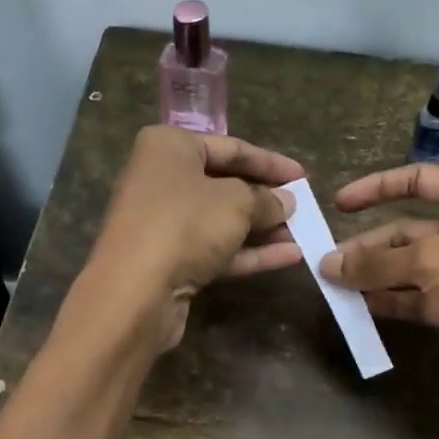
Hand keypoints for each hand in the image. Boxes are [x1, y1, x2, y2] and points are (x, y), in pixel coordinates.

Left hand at [81, 126, 304, 351]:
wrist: (135, 292)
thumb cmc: (185, 225)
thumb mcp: (236, 203)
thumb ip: (265, 199)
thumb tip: (285, 201)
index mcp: (168, 147)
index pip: (229, 147)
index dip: (269, 162)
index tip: (303, 175)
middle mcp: (161, 179)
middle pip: (224, 184)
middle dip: (265, 198)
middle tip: (302, 207)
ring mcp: (163, 223)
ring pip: (221, 221)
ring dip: (262, 228)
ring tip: (303, 233)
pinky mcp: (169, 260)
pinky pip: (215, 249)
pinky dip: (249, 252)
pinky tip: (289, 257)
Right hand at [319, 164, 438, 429]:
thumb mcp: (433, 261)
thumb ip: (376, 261)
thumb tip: (327, 264)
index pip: (421, 179)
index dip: (378, 187)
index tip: (339, 205)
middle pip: (409, 228)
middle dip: (369, 244)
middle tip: (327, 263)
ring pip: (410, 265)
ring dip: (374, 275)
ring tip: (335, 287)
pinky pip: (418, 297)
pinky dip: (391, 300)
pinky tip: (361, 308)